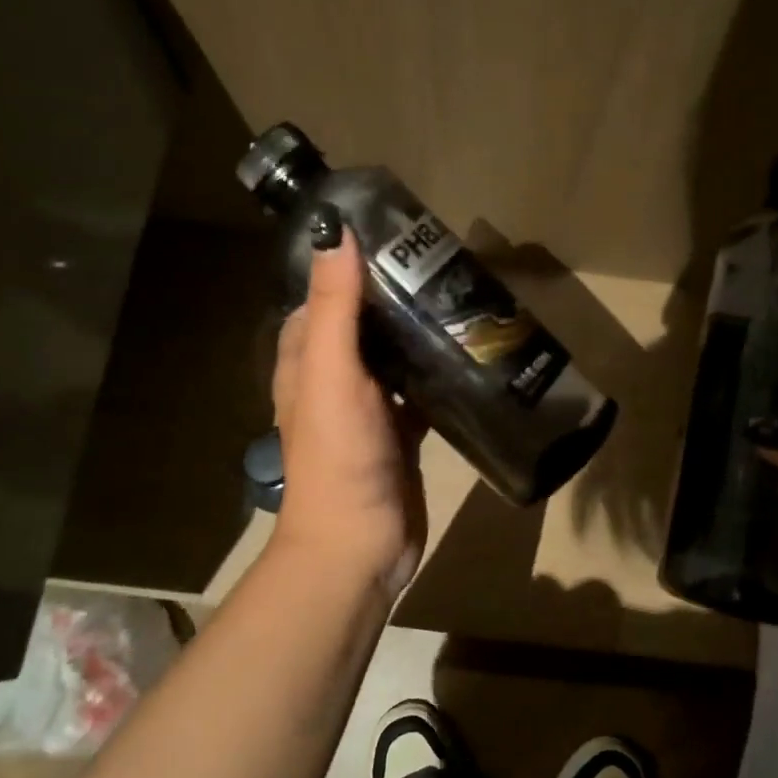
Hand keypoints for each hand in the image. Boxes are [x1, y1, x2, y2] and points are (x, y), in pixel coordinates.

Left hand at [271, 222, 426, 595]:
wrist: (359, 545)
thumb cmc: (339, 456)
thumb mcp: (332, 373)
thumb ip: (335, 307)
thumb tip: (334, 231)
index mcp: (306, 359)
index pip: (325, 295)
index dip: (352, 263)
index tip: (396, 236)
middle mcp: (334, 378)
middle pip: (364, 322)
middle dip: (395, 294)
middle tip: (444, 265)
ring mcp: (369, 408)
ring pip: (394, 356)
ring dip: (418, 331)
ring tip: (463, 298)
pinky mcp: (401, 433)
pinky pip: (420, 391)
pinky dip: (438, 373)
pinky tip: (470, 355)